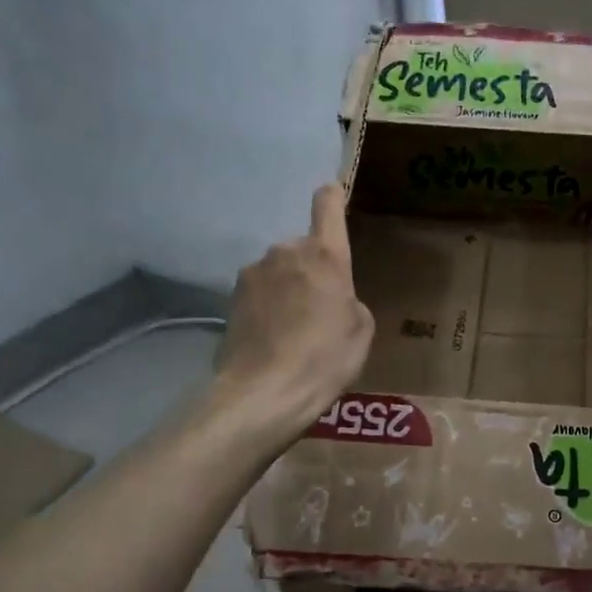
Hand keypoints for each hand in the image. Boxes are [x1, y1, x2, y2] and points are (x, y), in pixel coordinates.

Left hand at [210, 185, 374, 444]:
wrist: (263, 394)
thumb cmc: (325, 359)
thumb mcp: (361, 330)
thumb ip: (349, 299)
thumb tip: (332, 297)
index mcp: (324, 255)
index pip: (327, 204)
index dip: (332, 197)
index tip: (334, 196)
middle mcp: (285, 252)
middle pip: (303, 248)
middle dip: (312, 269)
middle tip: (321, 308)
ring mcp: (252, 273)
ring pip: (279, 271)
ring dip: (287, 288)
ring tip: (294, 330)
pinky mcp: (230, 299)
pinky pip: (259, 293)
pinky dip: (267, 307)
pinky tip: (272, 340)